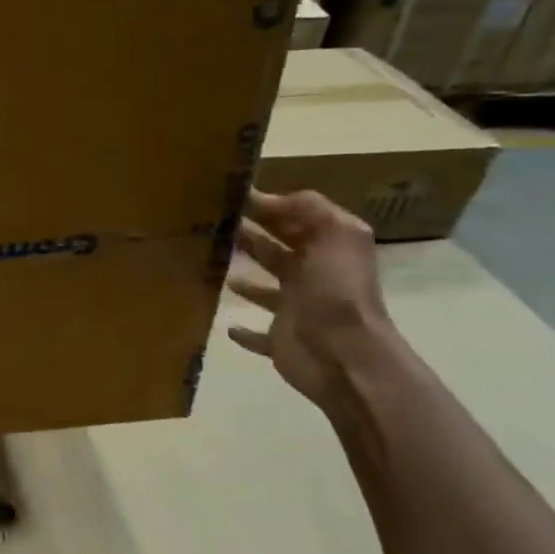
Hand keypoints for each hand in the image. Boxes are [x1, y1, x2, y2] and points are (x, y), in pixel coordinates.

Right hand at [226, 189, 393, 415]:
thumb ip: (307, 208)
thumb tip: (267, 197)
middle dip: (249, 235)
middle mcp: (314, 277)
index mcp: (328, 250)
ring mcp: (297, 310)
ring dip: (245, 279)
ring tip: (210, 265)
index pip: (296, 219)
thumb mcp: (334, 235)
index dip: (266, 205)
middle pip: (277, 250)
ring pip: (266, 288)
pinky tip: (227, 325)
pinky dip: (244, 331)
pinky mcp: (281, 341)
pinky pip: (258, 334)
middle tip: (210, 224)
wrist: (344, 358)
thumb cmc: (336, 292)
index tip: (228, 195)